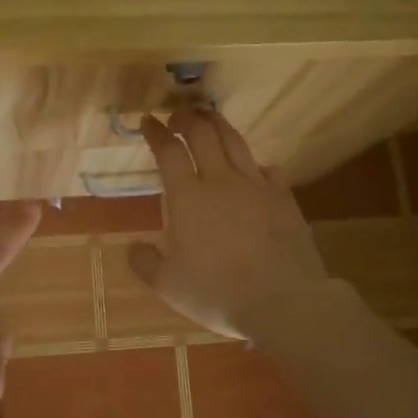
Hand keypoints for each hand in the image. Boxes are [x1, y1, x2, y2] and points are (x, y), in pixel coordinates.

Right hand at [130, 112, 332, 339]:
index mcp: (188, 197)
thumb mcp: (168, 286)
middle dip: (187, 118)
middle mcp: (221, 181)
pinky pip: (268, 169)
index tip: (148, 121)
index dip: (155, 132)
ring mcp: (256, 186)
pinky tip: (255, 168)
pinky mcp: (284, 198)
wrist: (282, 300)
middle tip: (178, 117)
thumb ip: (145, 263)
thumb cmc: (217, 293)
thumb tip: (134, 247)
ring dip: (219, 125)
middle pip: (203, 134)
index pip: (168, 151)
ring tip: (210, 120)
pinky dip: (255, 163)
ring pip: (236, 142)